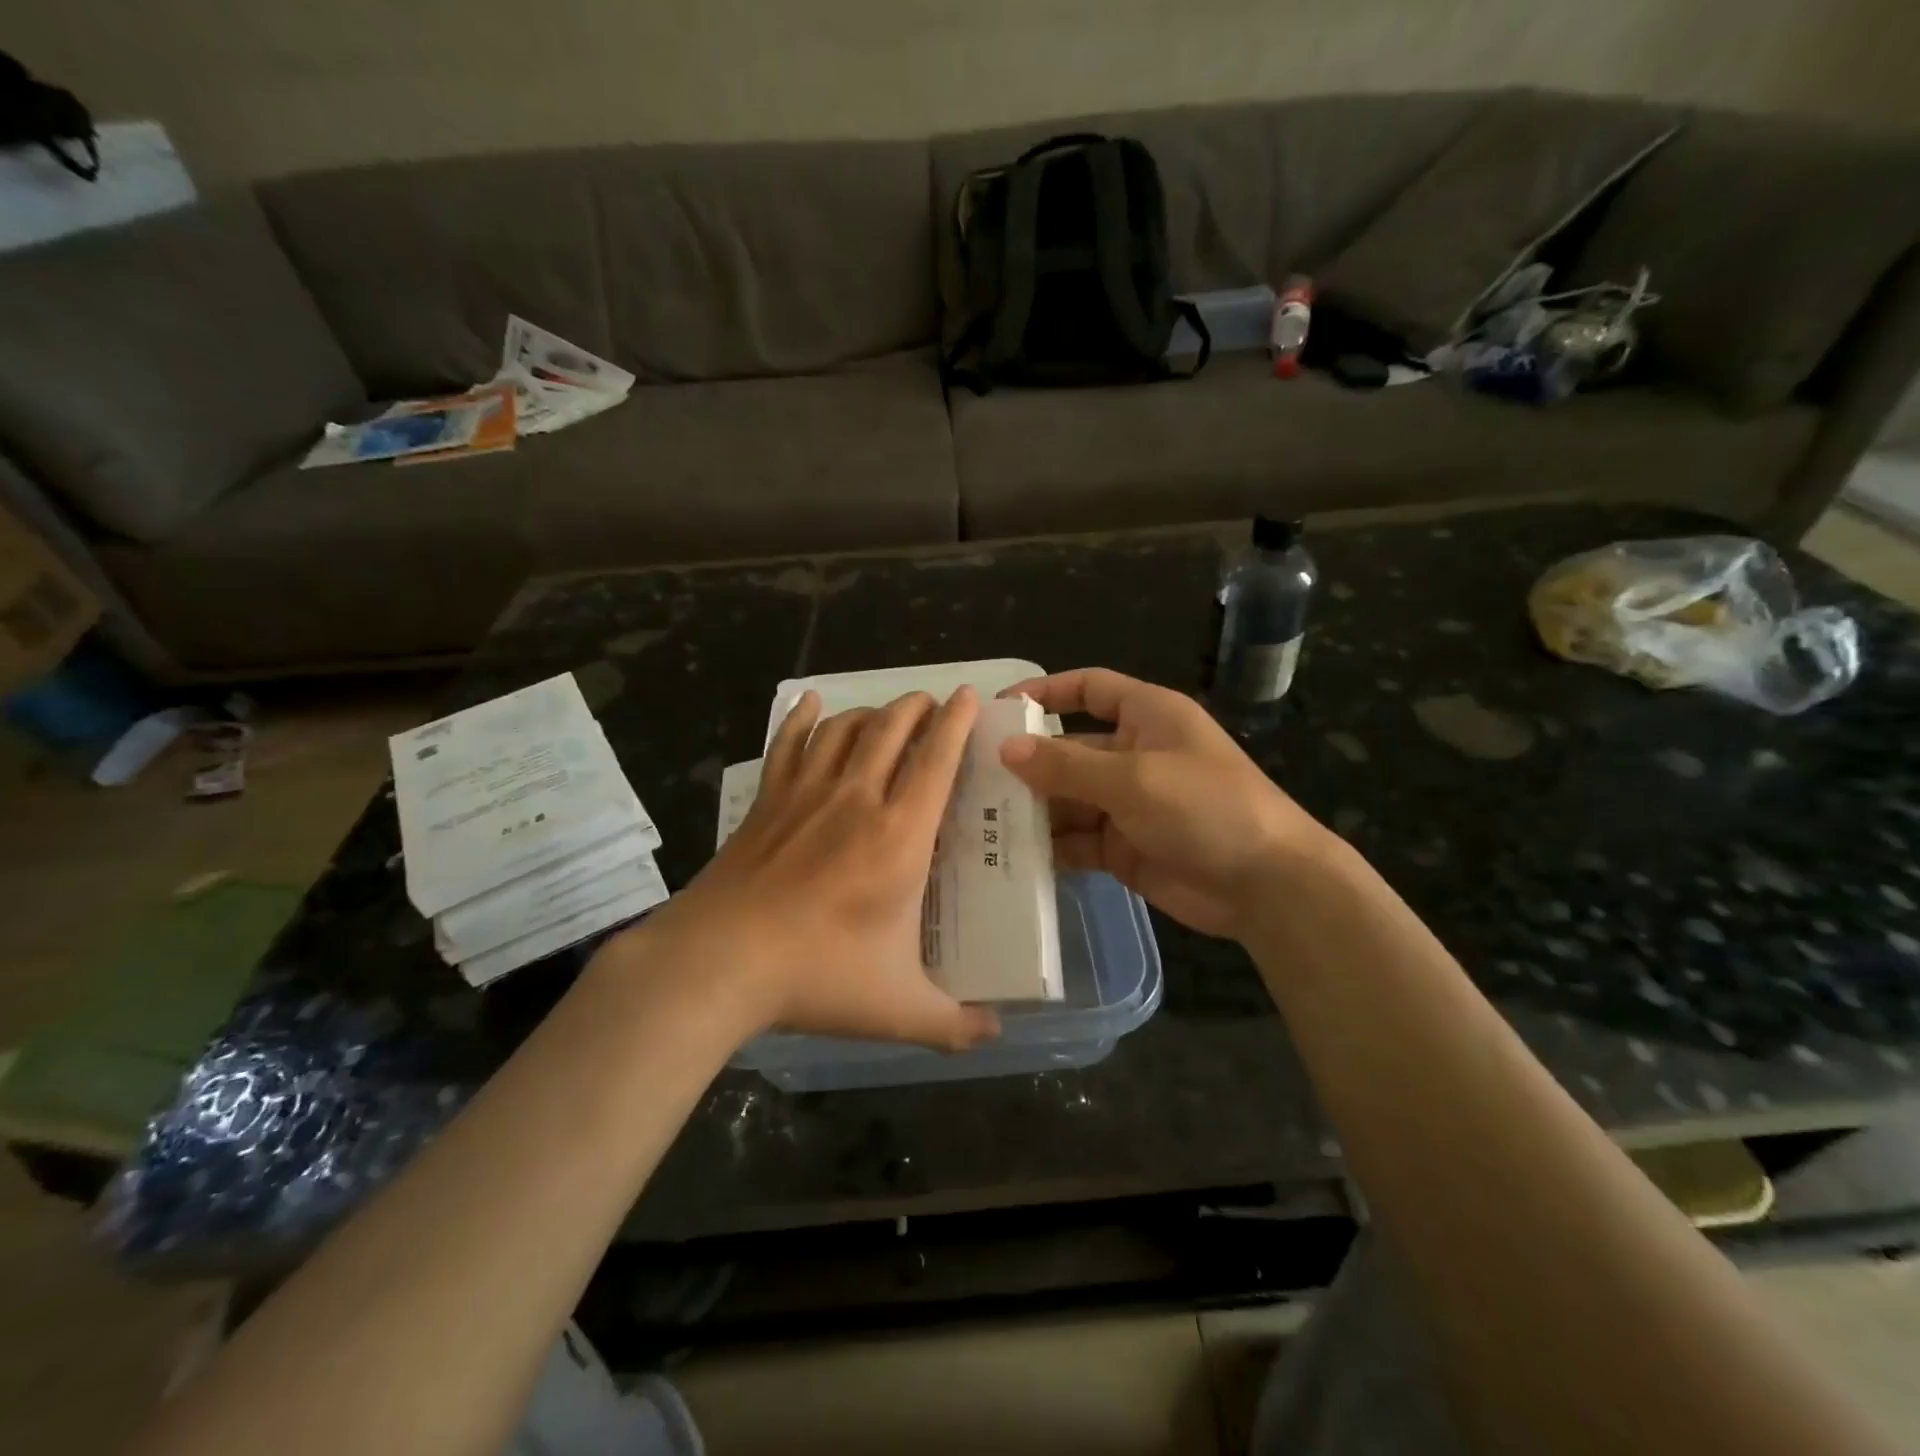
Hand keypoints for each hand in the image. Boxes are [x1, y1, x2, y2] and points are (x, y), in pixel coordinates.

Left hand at [636, 687, 1000, 1051]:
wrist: (719, 962)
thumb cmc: (817, 976)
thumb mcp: (898, 1010)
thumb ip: (953, 1024)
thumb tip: (996, 1035)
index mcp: (900, 836)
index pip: (937, 760)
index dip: (955, 723)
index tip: (966, 695)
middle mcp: (857, 799)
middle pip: (891, 729)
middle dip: (916, 707)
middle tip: (931, 702)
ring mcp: (806, 795)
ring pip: (844, 730)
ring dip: (870, 711)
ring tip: (886, 711)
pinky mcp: (766, 803)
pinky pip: (787, 745)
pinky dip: (800, 718)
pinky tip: (808, 702)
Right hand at [999, 668, 1329, 937]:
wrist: (1267, 885)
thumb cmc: (1207, 808)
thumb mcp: (1134, 778)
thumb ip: (1066, 765)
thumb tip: (1006, 749)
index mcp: (1146, 717)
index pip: (1090, 689)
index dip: (1046, 692)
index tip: (1000, 709)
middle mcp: (1133, 755)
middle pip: (1068, 749)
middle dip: (1027, 763)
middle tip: (973, 779)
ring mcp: (1128, 803)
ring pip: (1068, 798)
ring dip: (1033, 808)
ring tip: (981, 820)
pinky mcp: (1124, 847)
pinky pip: (1077, 839)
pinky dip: (1051, 846)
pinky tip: (1011, 854)